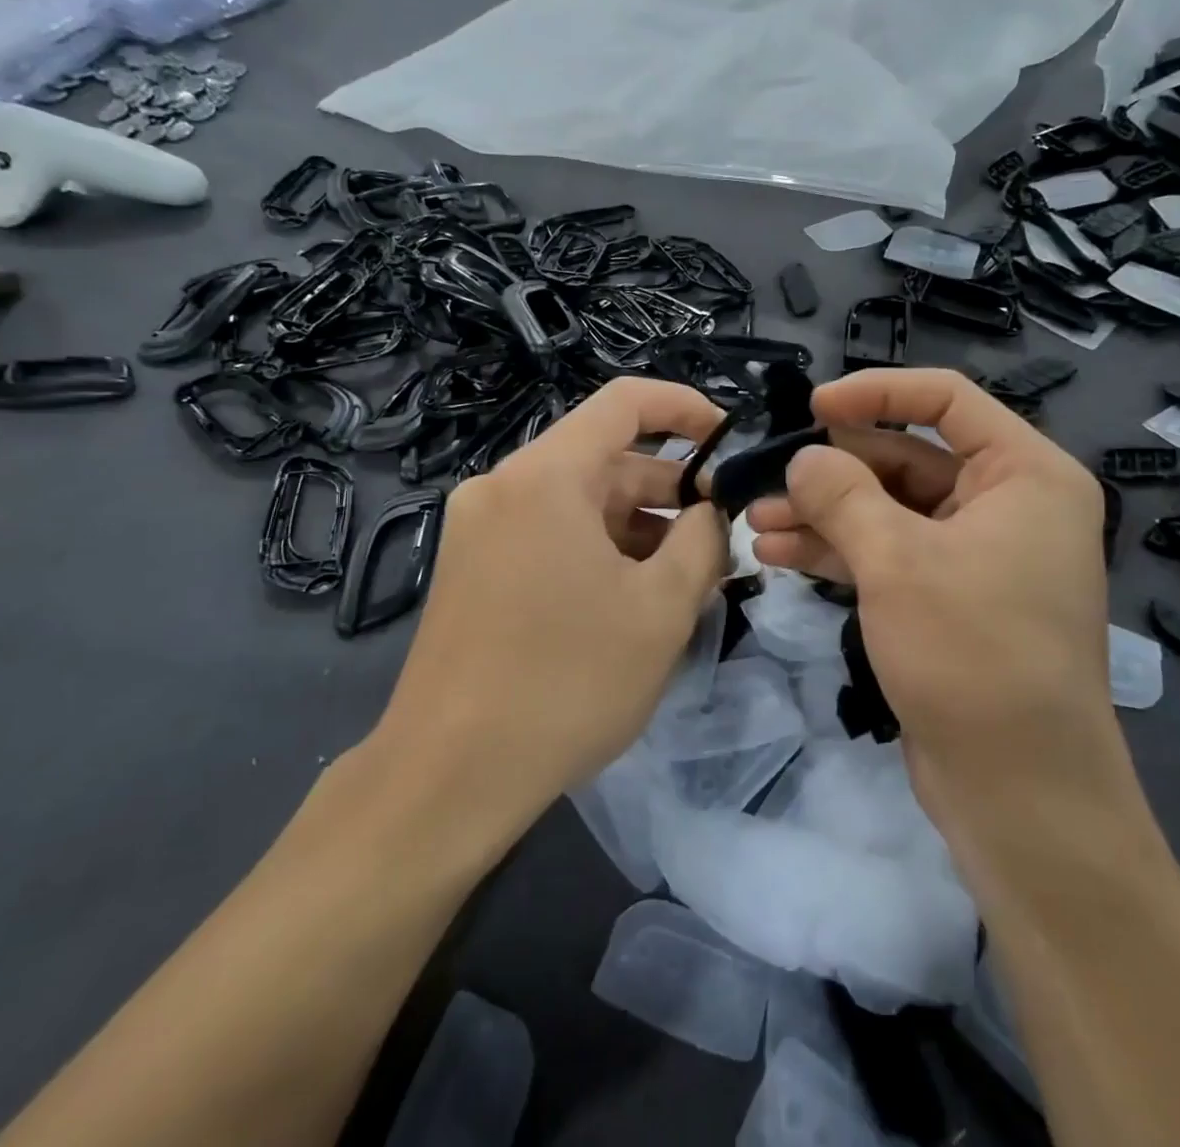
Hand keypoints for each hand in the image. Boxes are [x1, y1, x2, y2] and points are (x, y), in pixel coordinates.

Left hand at [374, 378, 730, 834]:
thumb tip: (709, 512)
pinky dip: (597, 551)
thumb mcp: (661, 610)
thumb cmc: (567, 682)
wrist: (449, 776)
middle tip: (719, 541)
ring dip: (636, 529)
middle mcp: (504, 485)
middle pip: (604, 460)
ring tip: (684, 582)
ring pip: (579, 503)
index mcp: (546, 476)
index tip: (730, 441)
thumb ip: (703, 541)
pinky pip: (549, 534)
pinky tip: (631, 600)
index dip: (687, 409)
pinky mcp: (471, 566)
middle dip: (669, 494)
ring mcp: (480, 527)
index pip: (626, 403)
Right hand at [746, 368, 1144, 877]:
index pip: (947, 399)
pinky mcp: (950, 599)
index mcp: (1025, 475)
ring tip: (757, 520)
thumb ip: (842, 495)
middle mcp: (1008, 505)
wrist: (1020, 792)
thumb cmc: (972, 655)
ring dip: (824, 513)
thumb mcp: (897, 561)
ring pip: (890, 510)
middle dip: (834, 470)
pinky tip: (779, 554)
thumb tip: (803, 458)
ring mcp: (978, 555)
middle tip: (769, 477)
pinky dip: (839, 551)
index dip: (876, 393)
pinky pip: (890, 554)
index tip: (812, 407)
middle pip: (908, 458)